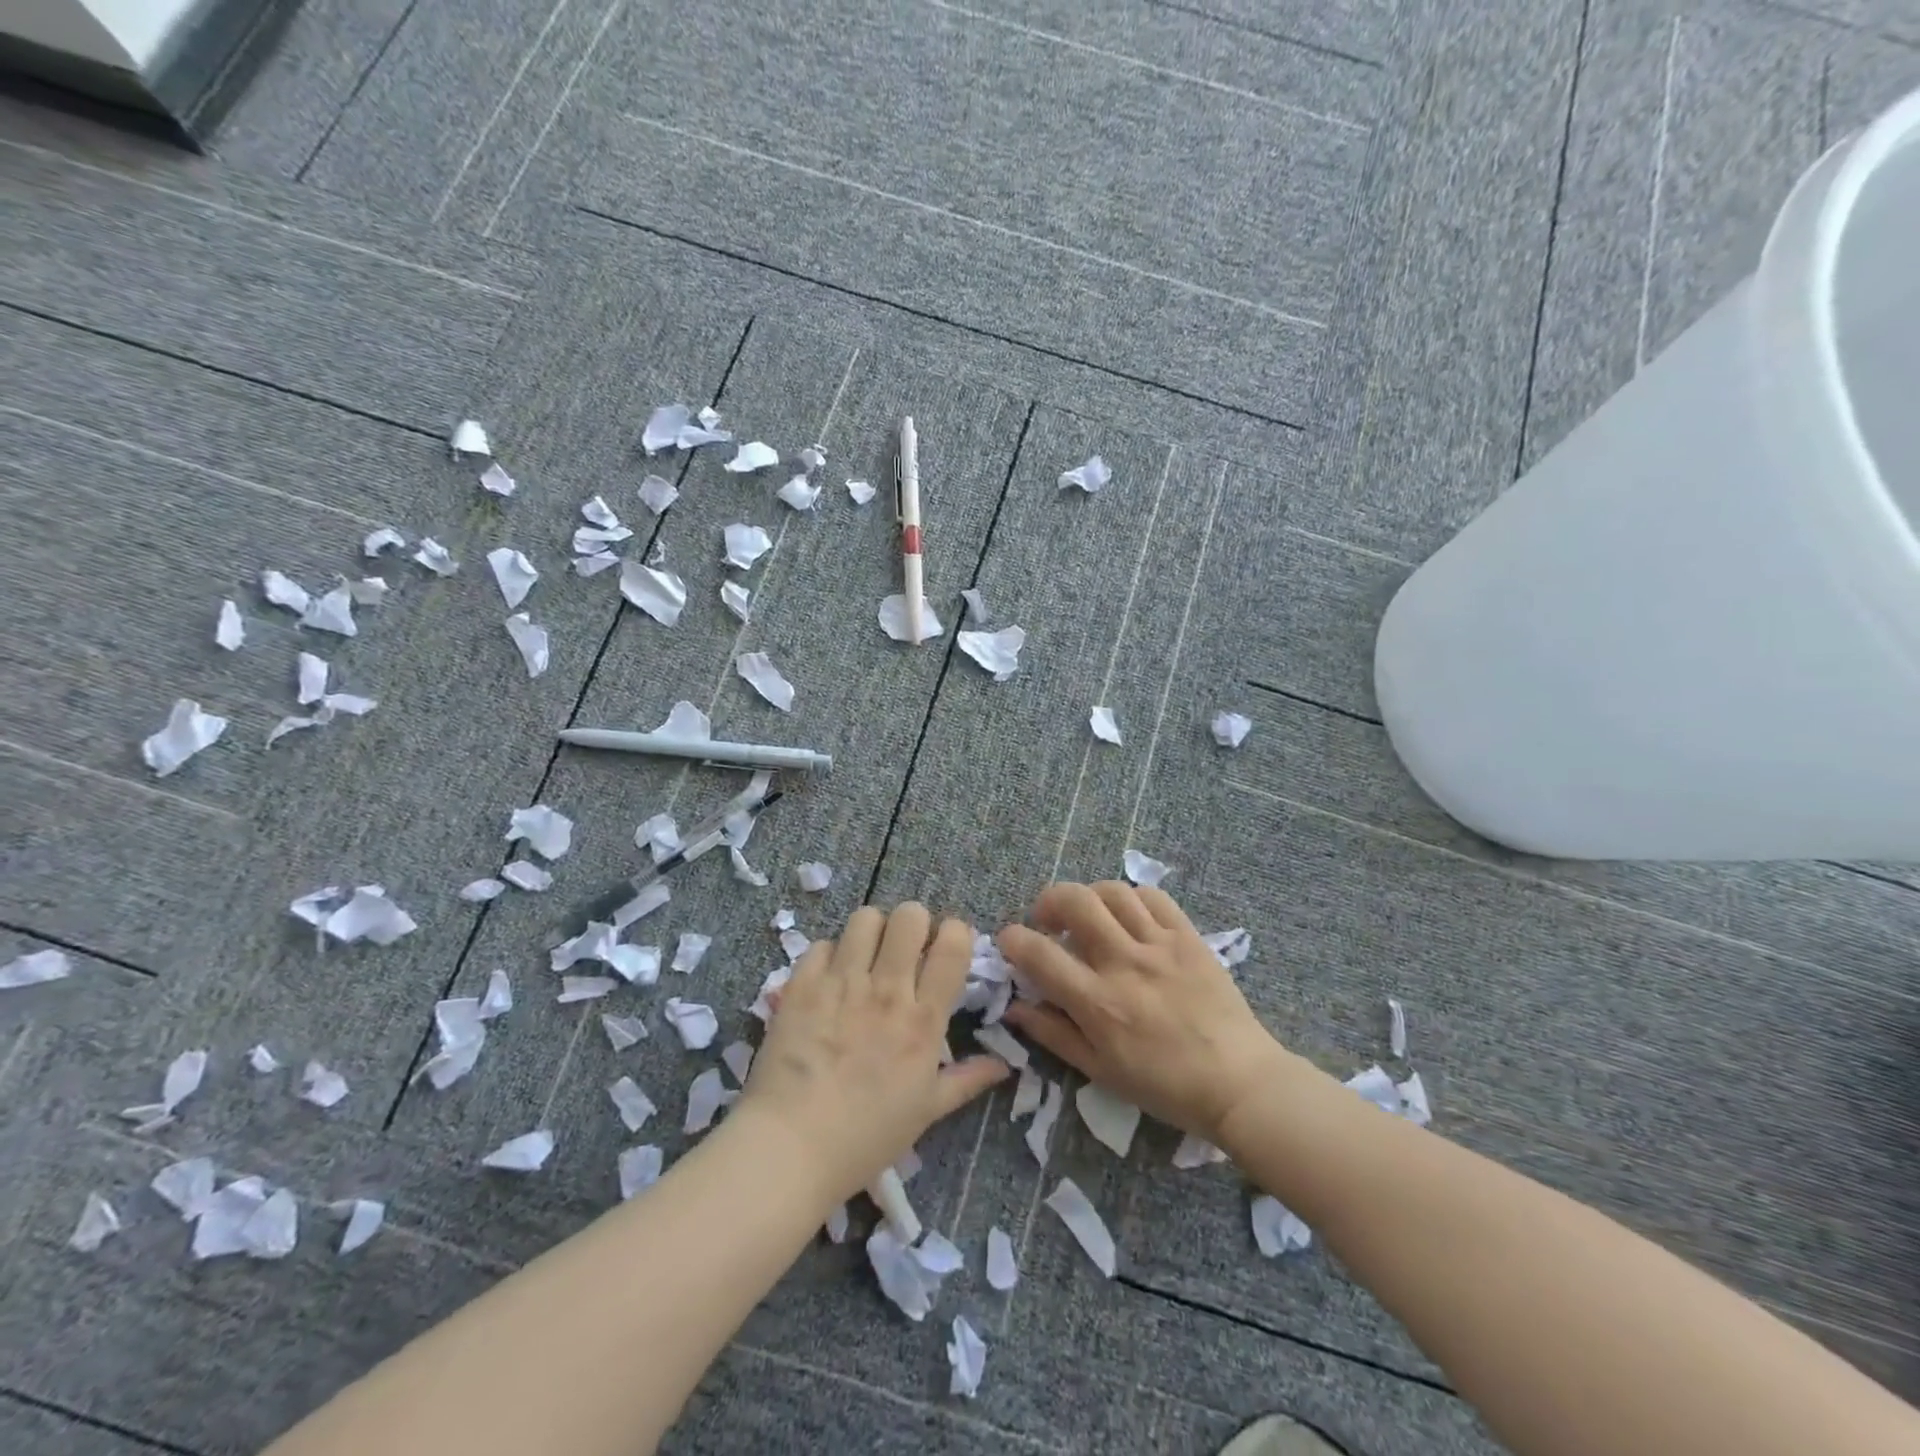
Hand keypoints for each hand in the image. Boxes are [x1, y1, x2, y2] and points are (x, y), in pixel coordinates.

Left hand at [742, 903, 1010, 1202]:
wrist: (790, 1148)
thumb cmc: (866, 1137)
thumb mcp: (926, 1112)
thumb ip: (967, 1080)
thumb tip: (1004, 1065)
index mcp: (923, 1019)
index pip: (953, 945)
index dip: (956, 933)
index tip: (947, 947)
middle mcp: (886, 990)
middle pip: (909, 916)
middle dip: (914, 923)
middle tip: (906, 948)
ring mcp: (841, 983)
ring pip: (865, 918)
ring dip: (872, 931)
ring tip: (867, 955)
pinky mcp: (802, 985)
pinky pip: (822, 944)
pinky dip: (830, 955)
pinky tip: (829, 979)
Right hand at [998, 882, 1288, 1144]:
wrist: (1239, 1083)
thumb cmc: (1164, 1086)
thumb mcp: (1099, 1070)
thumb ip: (1053, 1034)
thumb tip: (1014, 1006)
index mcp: (1097, 1002)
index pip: (1038, 953)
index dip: (1012, 939)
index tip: (1010, 941)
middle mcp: (1123, 963)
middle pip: (1074, 901)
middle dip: (1048, 901)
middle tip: (1048, 921)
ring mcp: (1159, 945)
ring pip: (1112, 892)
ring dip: (1089, 896)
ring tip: (1089, 916)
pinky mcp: (1188, 937)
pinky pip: (1154, 897)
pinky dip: (1131, 899)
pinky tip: (1128, 917)